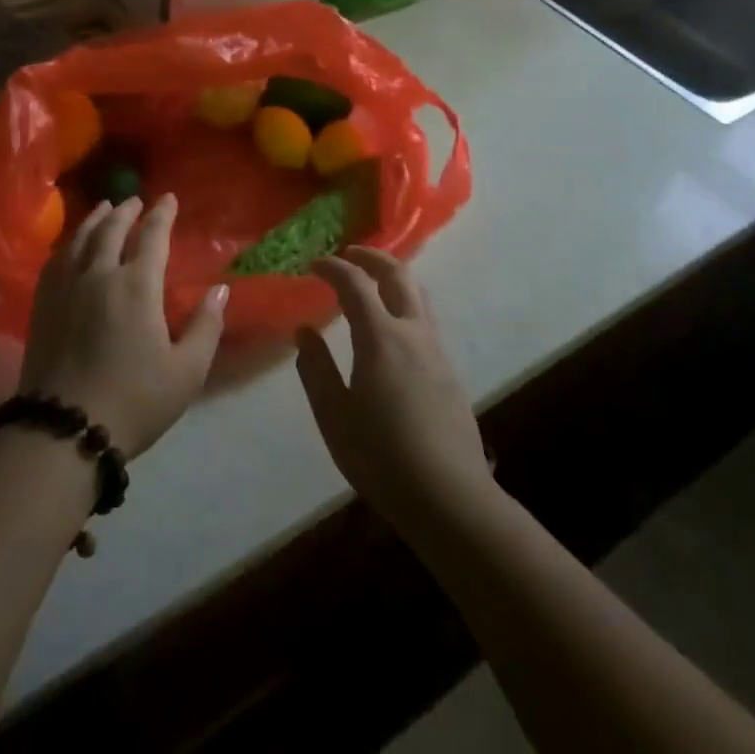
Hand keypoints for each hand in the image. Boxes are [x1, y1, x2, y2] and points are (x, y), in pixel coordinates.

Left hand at [18, 195, 227, 459]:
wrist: (64, 431)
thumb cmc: (134, 401)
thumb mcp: (186, 372)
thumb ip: (206, 326)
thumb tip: (220, 289)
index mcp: (137, 286)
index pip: (152, 236)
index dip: (162, 214)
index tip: (169, 198)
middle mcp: (99, 274)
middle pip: (111, 229)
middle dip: (127, 211)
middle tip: (136, 200)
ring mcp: (66, 287)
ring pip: (80, 238)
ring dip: (95, 219)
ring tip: (104, 209)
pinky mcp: (43, 304)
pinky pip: (56, 259)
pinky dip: (69, 242)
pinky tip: (71, 245)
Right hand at [295, 249, 493, 530]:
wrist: (450, 499)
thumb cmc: (382, 458)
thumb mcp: (334, 416)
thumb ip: (316, 369)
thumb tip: (304, 331)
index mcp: (381, 338)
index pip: (355, 283)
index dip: (333, 267)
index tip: (314, 264)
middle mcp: (413, 333)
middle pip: (397, 275)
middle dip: (371, 257)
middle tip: (348, 255)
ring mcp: (436, 350)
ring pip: (417, 294)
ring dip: (392, 277)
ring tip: (371, 282)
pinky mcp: (449, 371)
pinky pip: (425, 318)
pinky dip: (404, 303)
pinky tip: (391, 326)